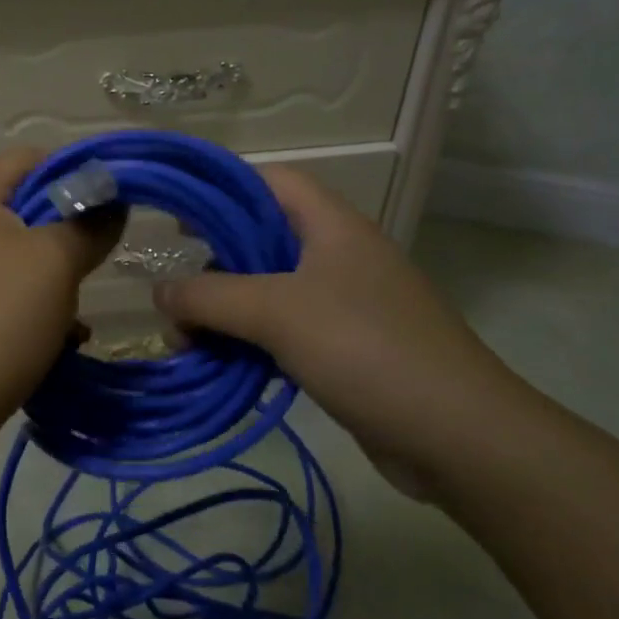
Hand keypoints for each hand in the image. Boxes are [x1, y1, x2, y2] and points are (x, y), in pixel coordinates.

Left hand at [0, 147, 121, 467]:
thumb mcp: (53, 264)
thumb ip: (88, 225)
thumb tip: (112, 203)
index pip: (25, 158)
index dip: (70, 168)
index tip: (111, 197)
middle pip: (23, 211)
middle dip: (67, 232)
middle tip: (100, 257)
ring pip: (19, 263)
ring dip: (55, 281)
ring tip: (80, 311)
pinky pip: (5, 302)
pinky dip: (35, 314)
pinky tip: (62, 343)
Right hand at [153, 165, 527, 494]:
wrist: (459, 436)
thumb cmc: (366, 349)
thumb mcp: (276, 312)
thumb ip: (209, 296)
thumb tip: (158, 292)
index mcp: (331, 225)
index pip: (268, 182)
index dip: (221, 188)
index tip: (176, 213)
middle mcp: (339, 255)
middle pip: (262, 238)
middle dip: (212, 262)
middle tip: (173, 288)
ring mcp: (347, 303)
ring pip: (270, 290)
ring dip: (226, 310)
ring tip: (184, 337)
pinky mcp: (349, 348)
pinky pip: (287, 331)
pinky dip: (251, 341)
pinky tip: (222, 363)